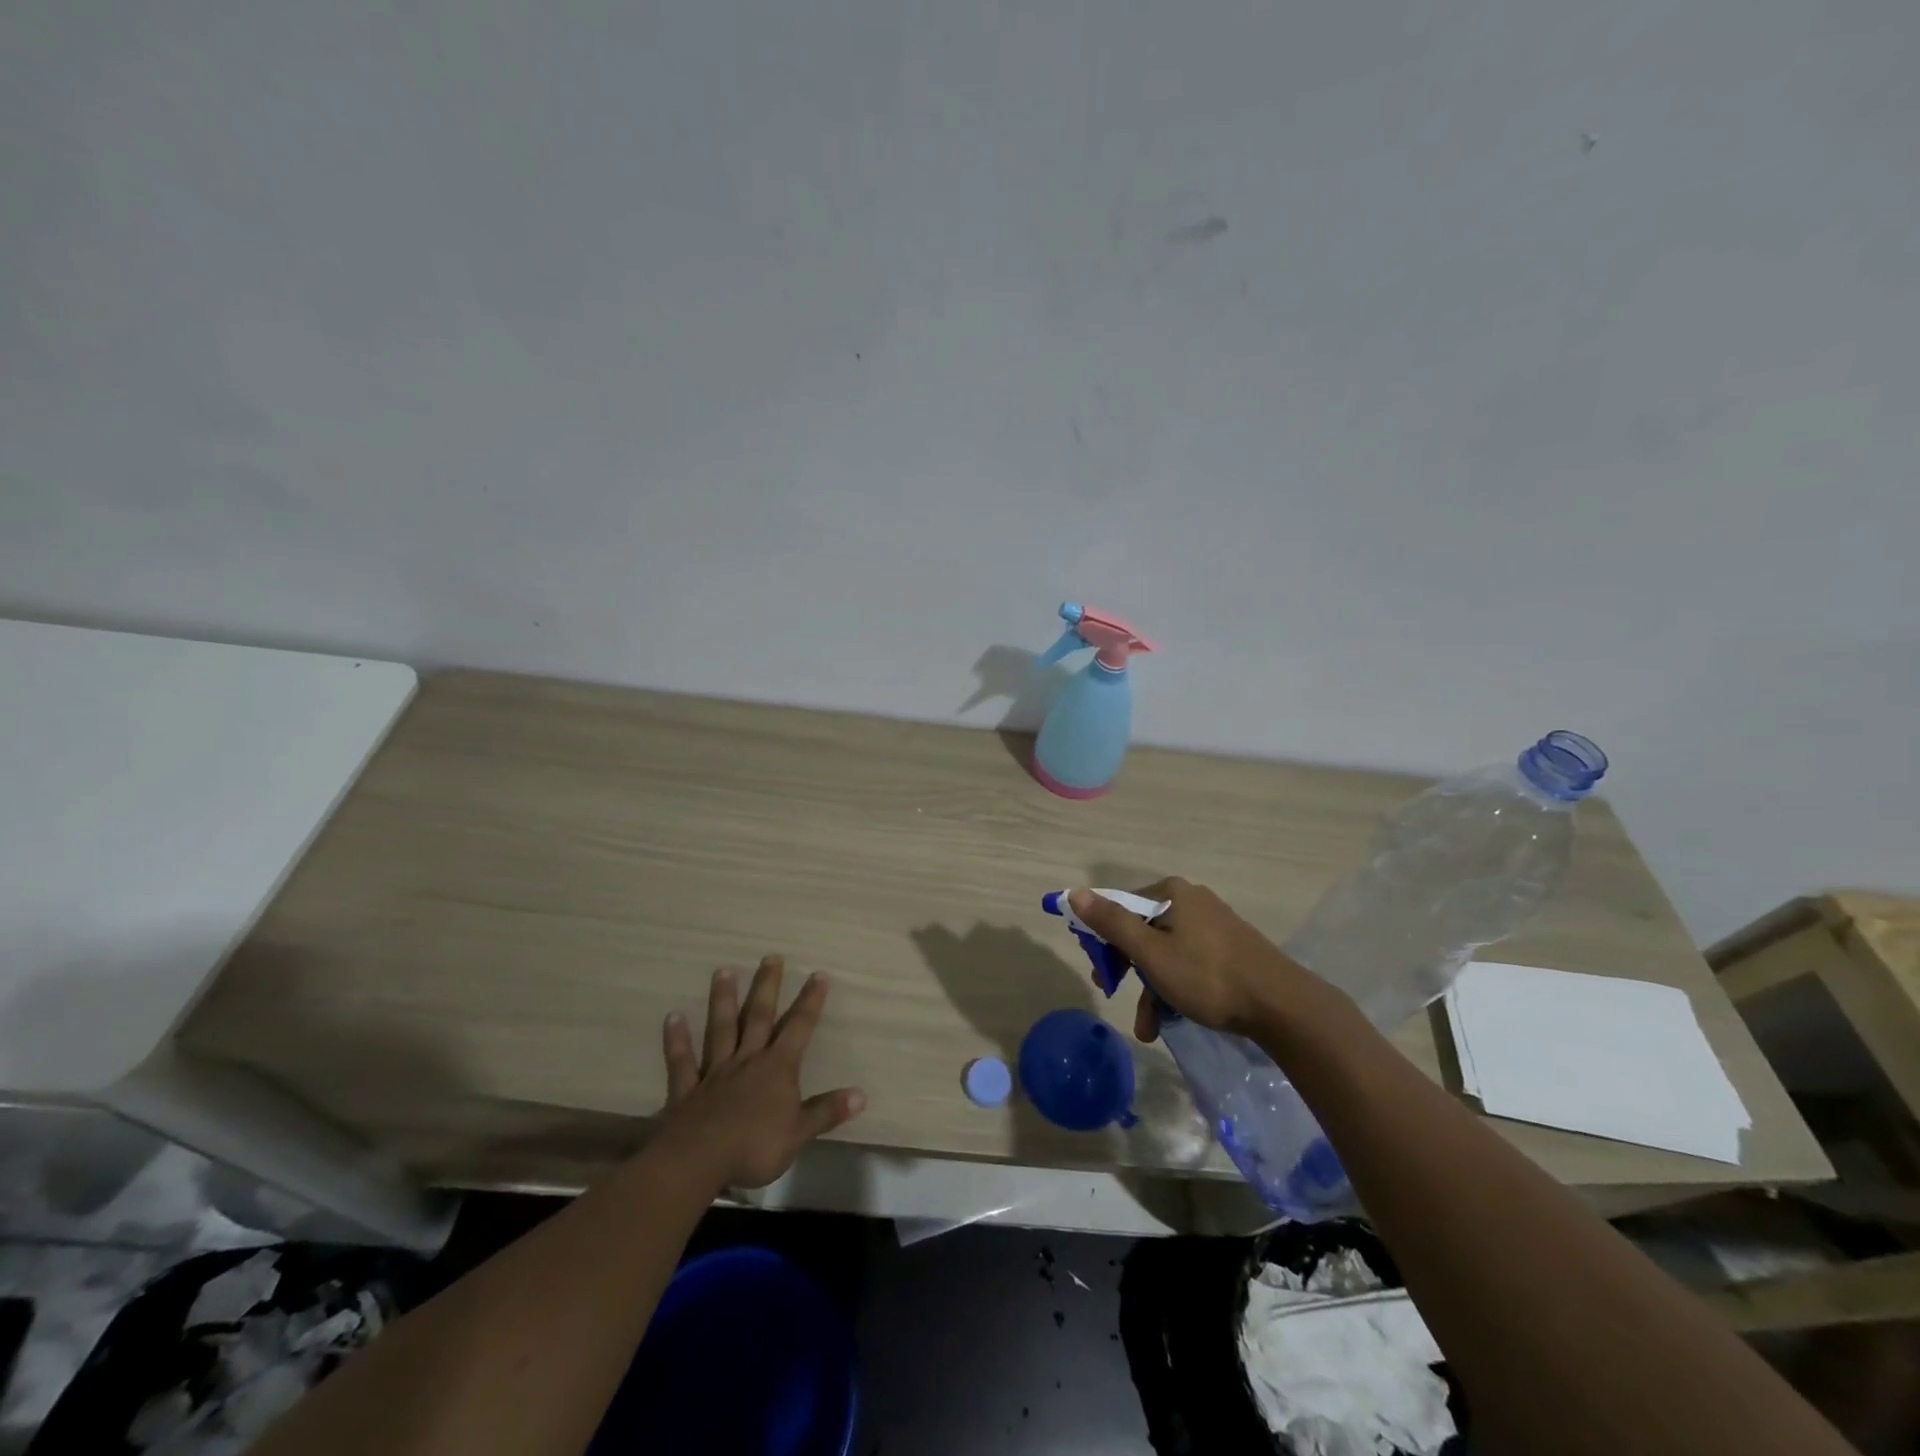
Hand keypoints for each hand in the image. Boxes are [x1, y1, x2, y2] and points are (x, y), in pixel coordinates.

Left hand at [655, 955, 865, 1189]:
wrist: (698, 1161)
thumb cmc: (754, 1147)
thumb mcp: (799, 1133)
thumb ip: (827, 1111)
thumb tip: (861, 1094)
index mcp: (777, 1068)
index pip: (799, 1028)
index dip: (810, 1001)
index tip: (819, 974)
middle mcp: (747, 1060)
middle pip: (758, 1016)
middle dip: (767, 986)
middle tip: (771, 956)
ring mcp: (715, 1072)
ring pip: (721, 1028)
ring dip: (722, 1000)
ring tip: (723, 970)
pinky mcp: (686, 1089)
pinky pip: (681, 1061)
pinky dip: (677, 1040)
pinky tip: (673, 1017)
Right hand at [1069, 879, 1324, 1042]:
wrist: (1282, 1006)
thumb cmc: (1207, 976)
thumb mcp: (1151, 953)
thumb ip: (1111, 923)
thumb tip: (1074, 893)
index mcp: (1171, 893)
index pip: (1120, 907)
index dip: (1102, 938)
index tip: (1098, 971)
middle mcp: (1191, 900)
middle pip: (1142, 930)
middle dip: (1126, 968)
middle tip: (1112, 993)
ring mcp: (1213, 924)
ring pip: (1165, 952)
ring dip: (1151, 989)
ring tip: (1148, 1028)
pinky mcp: (1229, 948)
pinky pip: (1188, 962)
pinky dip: (1175, 988)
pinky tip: (1171, 1019)